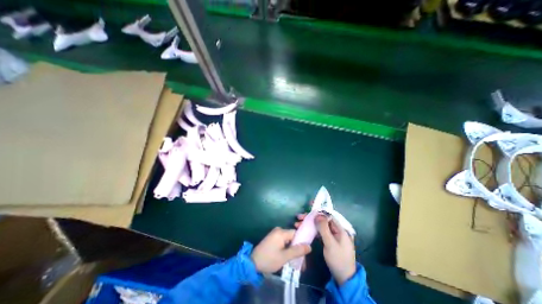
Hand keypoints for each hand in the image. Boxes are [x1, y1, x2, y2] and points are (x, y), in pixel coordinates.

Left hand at [250, 227, 311, 273]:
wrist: (252, 263)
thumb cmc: (269, 259)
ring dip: (292, 251)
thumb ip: (297, 251)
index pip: (296, 233)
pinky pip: (283, 242)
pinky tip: (289, 259)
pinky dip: (287, 250)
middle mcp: (278, 230)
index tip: (305, 253)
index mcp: (281, 232)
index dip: (302, 242)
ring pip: (288, 241)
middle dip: (297, 249)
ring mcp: (274, 234)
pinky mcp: (272, 239)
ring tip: (296, 264)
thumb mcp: (284, 257)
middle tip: (301, 263)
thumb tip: (309, 246)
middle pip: (292, 238)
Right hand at [296, 214, 356, 284]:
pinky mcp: (329, 239)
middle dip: (310, 217)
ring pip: (320, 225)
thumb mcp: (330, 244)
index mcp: (340, 228)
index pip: (328, 215)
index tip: (308, 207)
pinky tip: (304, 229)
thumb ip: (324, 228)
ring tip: (298, 224)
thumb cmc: (338, 260)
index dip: (318, 210)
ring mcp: (332, 234)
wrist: (344, 278)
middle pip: (322, 219)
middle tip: (299, 217)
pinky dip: (312, 229)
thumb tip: (318, 214)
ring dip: (309, 223)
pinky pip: (319, 231)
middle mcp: (336, 229)